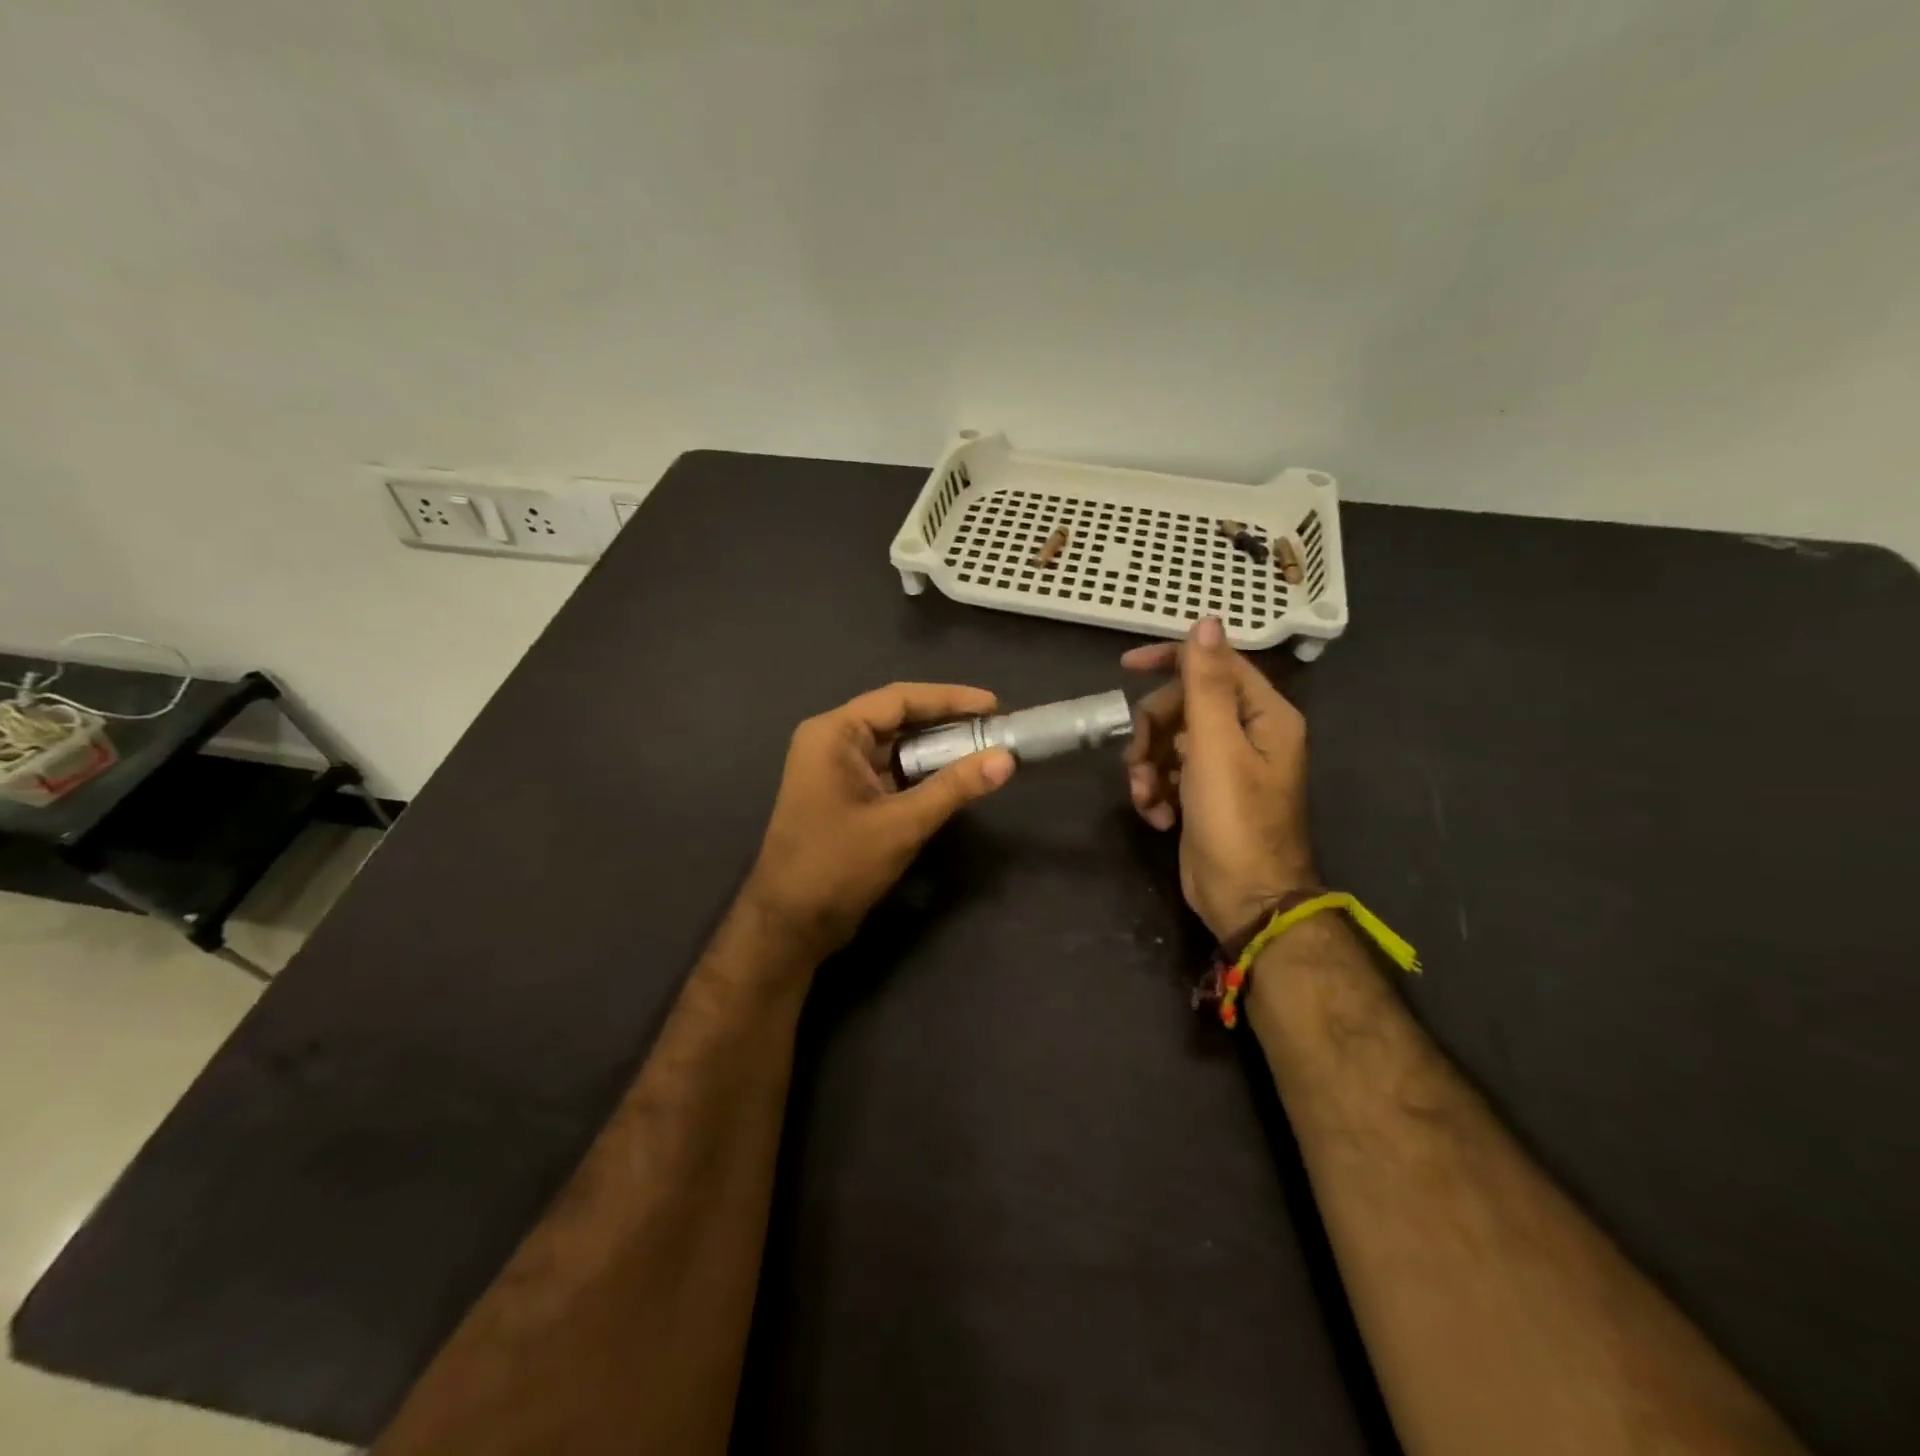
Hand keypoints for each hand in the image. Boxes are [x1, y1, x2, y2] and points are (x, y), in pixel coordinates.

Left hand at [743, 682, 1015, 958]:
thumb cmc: (837, 866)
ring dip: (938, 751)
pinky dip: (923, 775)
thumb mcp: (901, 824)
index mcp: (834, 734)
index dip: (950, 699)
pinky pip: (892, 773)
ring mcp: (838, 771)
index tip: (995, 705)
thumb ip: (953, 788)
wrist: (789, 925)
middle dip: (948, 724)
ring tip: (986, 751)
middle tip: (996, 729)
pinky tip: (957, 779)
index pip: (899, 699)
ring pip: (897, 748)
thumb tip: (1006, 759)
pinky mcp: (847, 797)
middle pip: (898, 720)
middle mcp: (833, 743)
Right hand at [1122, 618, 1316, 939]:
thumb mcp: (1216, 747)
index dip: (1171, 659)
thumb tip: (1207, 621)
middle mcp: (1247, 734)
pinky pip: (1168, 773)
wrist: (1245, 900)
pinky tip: (1156, 817)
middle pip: (1183, 705)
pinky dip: (1156, 790)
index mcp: (1263, 715)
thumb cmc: (1235, 821)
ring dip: (1147, 766)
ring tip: (1145, 797)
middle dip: (1152, 731)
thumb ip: (1206, 684)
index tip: (1125, 667)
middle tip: (1138, 761)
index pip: (1215, 664)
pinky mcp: (1204, 794)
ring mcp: (1225, 766)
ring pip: (1169, 741)